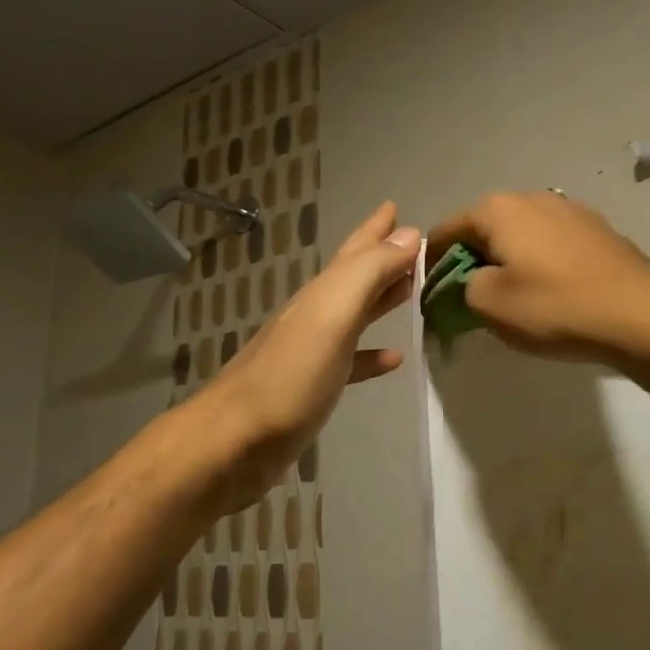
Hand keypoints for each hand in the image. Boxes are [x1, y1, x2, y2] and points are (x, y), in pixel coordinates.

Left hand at [196, 202, 418, 514]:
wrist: (234, 443)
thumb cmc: (290, 377)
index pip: (356, 250)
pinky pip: (351, 360)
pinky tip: (393, 359)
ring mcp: (312, 352)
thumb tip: (409, 234)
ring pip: (355, 313)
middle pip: (356, 277)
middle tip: (415, 246)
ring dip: (382, 298)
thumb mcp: (332, 315)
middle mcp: (316, 314)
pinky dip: (373, 353)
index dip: (376, 228)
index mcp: (322, 294)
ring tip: (412, 290)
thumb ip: (369, 273)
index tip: (395, 206)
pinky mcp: (313, 387)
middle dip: (383, 257)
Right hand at [426, 191, 649, 362]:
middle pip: (485, 228)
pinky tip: (551, 291)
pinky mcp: (598, 229)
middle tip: (470, 298)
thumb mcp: (490, 304)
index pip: (446, 230)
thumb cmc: (554, 306)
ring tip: (513, 296)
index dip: (432, 263)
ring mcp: (570, 210)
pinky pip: (552, 243)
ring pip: (522, 234)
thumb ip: (463, 286)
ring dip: (509, 260)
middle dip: (472, 259)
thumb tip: (472, 281)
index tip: (431, 295)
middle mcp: (532, 198)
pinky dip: (541, 262)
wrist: (639, 313)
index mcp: (498, 209)